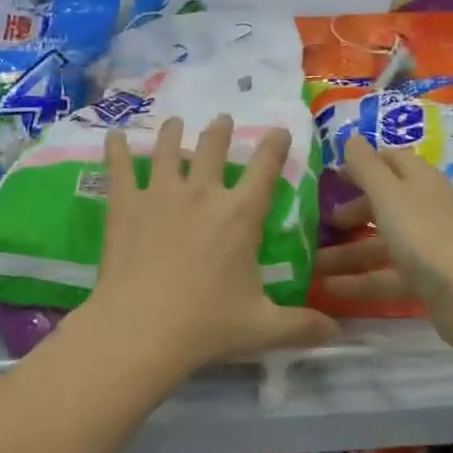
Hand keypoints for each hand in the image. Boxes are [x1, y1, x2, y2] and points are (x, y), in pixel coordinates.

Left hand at [85, 116, 338, 376]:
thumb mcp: (262, 328)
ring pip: (169, 149)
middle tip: (222, 120)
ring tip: (175, 122)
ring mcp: (160, 194)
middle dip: (220, 130)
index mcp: (240, 215)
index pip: (265, 167)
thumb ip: (302, 326)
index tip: (279, 130)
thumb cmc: (206, 325)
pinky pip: (120, 167)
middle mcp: (203, 193)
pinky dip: (118, 148)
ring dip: (174, 132)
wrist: (141, 329)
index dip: (274, 144)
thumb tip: (337, 332)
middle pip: (214, 147)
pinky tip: (115, 135)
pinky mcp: (125, 205)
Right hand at [314, 140, 452, 348]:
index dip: (362, 164)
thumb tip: (351, 137)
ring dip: (347, 253)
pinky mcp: (427, 280)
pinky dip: (360, 280)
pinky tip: (330, 288)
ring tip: (311, 263)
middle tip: (318, 223)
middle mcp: (426, 209)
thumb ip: (366, 166)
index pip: (391, 160)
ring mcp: (428, 246)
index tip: (331, 176)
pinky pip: (386, 275)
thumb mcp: (388, 194)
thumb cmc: (425, 234)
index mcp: (420, 181)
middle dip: (350, 212)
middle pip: (384, 204)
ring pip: (381, 243)